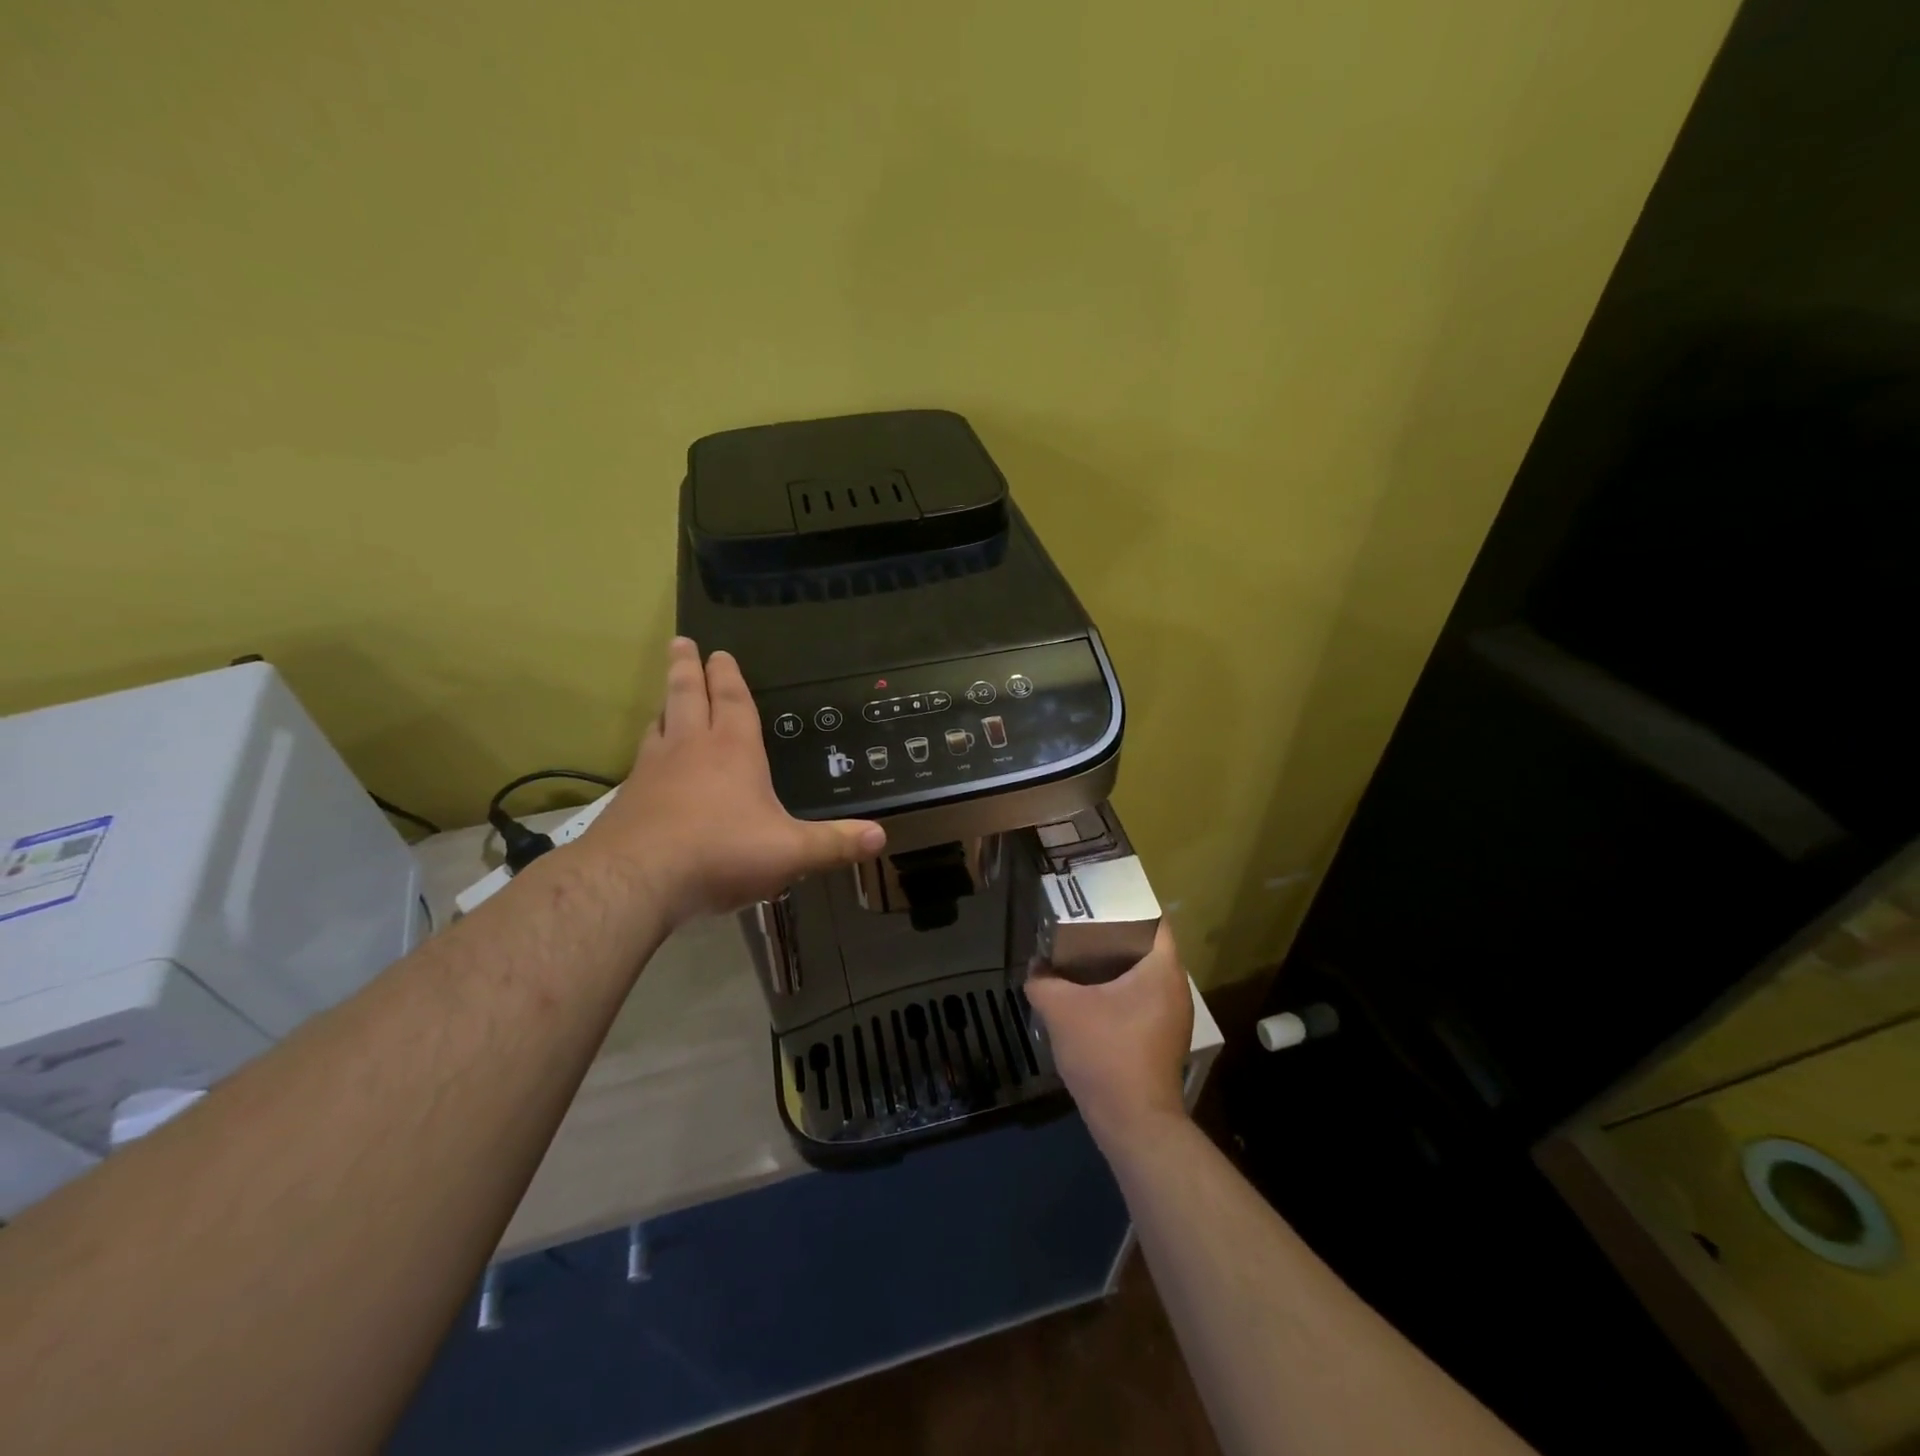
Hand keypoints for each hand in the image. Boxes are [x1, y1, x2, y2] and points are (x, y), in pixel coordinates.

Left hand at [579, 637, 884, 923]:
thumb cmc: (722, 853)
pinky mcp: (628, 797)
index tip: (718, 651)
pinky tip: (647, 761)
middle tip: (681, 642)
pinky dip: (648, 747)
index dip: (728, 676)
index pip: (732, 701)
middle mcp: (691, 748)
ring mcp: (653, 770)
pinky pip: (640, 759)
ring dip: (665, 703)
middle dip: (687, 668)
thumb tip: (881, 836)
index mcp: (733, 750)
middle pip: (687, 696)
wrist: (637, 880)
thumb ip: (834, 844)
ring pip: (660, 722)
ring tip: (666, 695)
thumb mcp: (790, 852)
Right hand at [1025, 922, 1193, 1144]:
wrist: (1134, 1124)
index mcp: (1163, 969)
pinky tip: (1092, 1000)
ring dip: (1116, 968)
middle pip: (1148, 948)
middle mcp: (1176, 988)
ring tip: (1081, 961)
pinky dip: (1121, 993)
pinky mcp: (1164, 1040)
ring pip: (1145, 977)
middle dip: (1114, 936)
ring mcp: (1174, 1017)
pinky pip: (1143, 1001)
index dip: (1127, 905)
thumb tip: (1034, 968)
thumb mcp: (1061, 1010)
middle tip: (1081, 929)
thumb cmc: (1106, 1053)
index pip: (1155, 920)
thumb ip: (1043, 981)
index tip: (1097, 901)